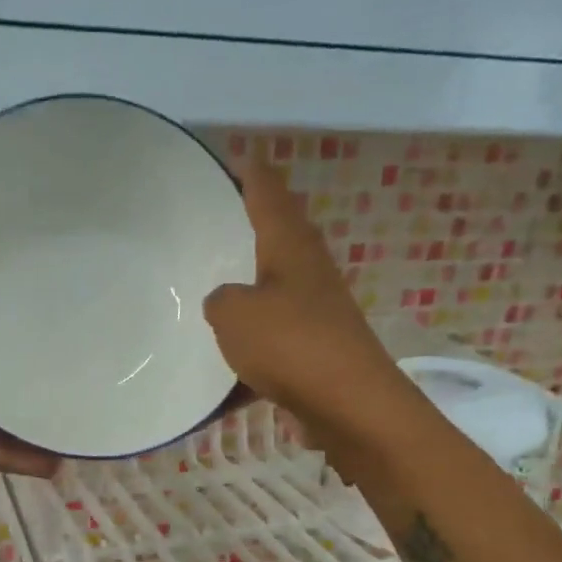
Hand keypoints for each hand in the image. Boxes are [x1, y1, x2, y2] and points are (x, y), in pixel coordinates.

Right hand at [203, 157, 401, 430]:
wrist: (349, 405)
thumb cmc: (291, 344)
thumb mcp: (234, 314)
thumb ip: (220, 300)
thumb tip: (225, 302)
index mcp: (290, 246)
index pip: (267, 192)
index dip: (250, 172)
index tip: (233, 157)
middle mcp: (308, 272)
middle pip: (277, 237)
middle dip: (250, 227)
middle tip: (213, 222)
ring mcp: (317, 312)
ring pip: (275, 291)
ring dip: (248, 290)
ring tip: (211, 291)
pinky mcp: (317, 351)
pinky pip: (274, 341)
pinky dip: (250, 350)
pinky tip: (224, 372)